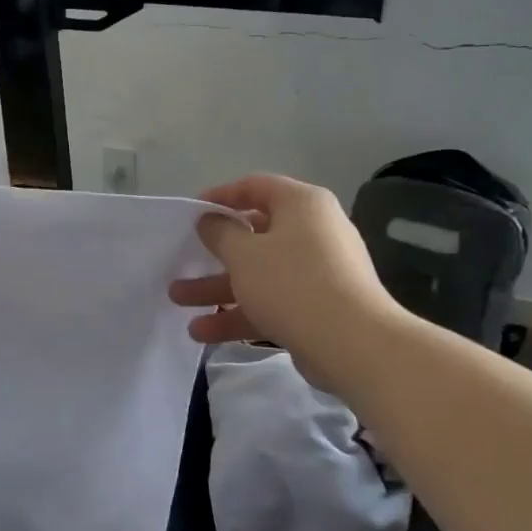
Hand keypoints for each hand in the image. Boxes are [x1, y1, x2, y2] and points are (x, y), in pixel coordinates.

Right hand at [169, 174, 396, 382]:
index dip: (220, 196)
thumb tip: (211, 221)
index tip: (191, 212)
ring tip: (178, 301)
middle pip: (254, 235)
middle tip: (182, 261)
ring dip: (217, 288)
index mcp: (302, 205)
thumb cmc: (292, 283)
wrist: (353, 344)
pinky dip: (240, 313)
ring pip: (258, 273)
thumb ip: (220, 232)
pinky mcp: (316, 307)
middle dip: (213, 253)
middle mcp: (313, 232)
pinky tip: (204, 333)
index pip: (256, 186)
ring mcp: (317, 272)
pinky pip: (271, 302)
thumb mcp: (244, 253)